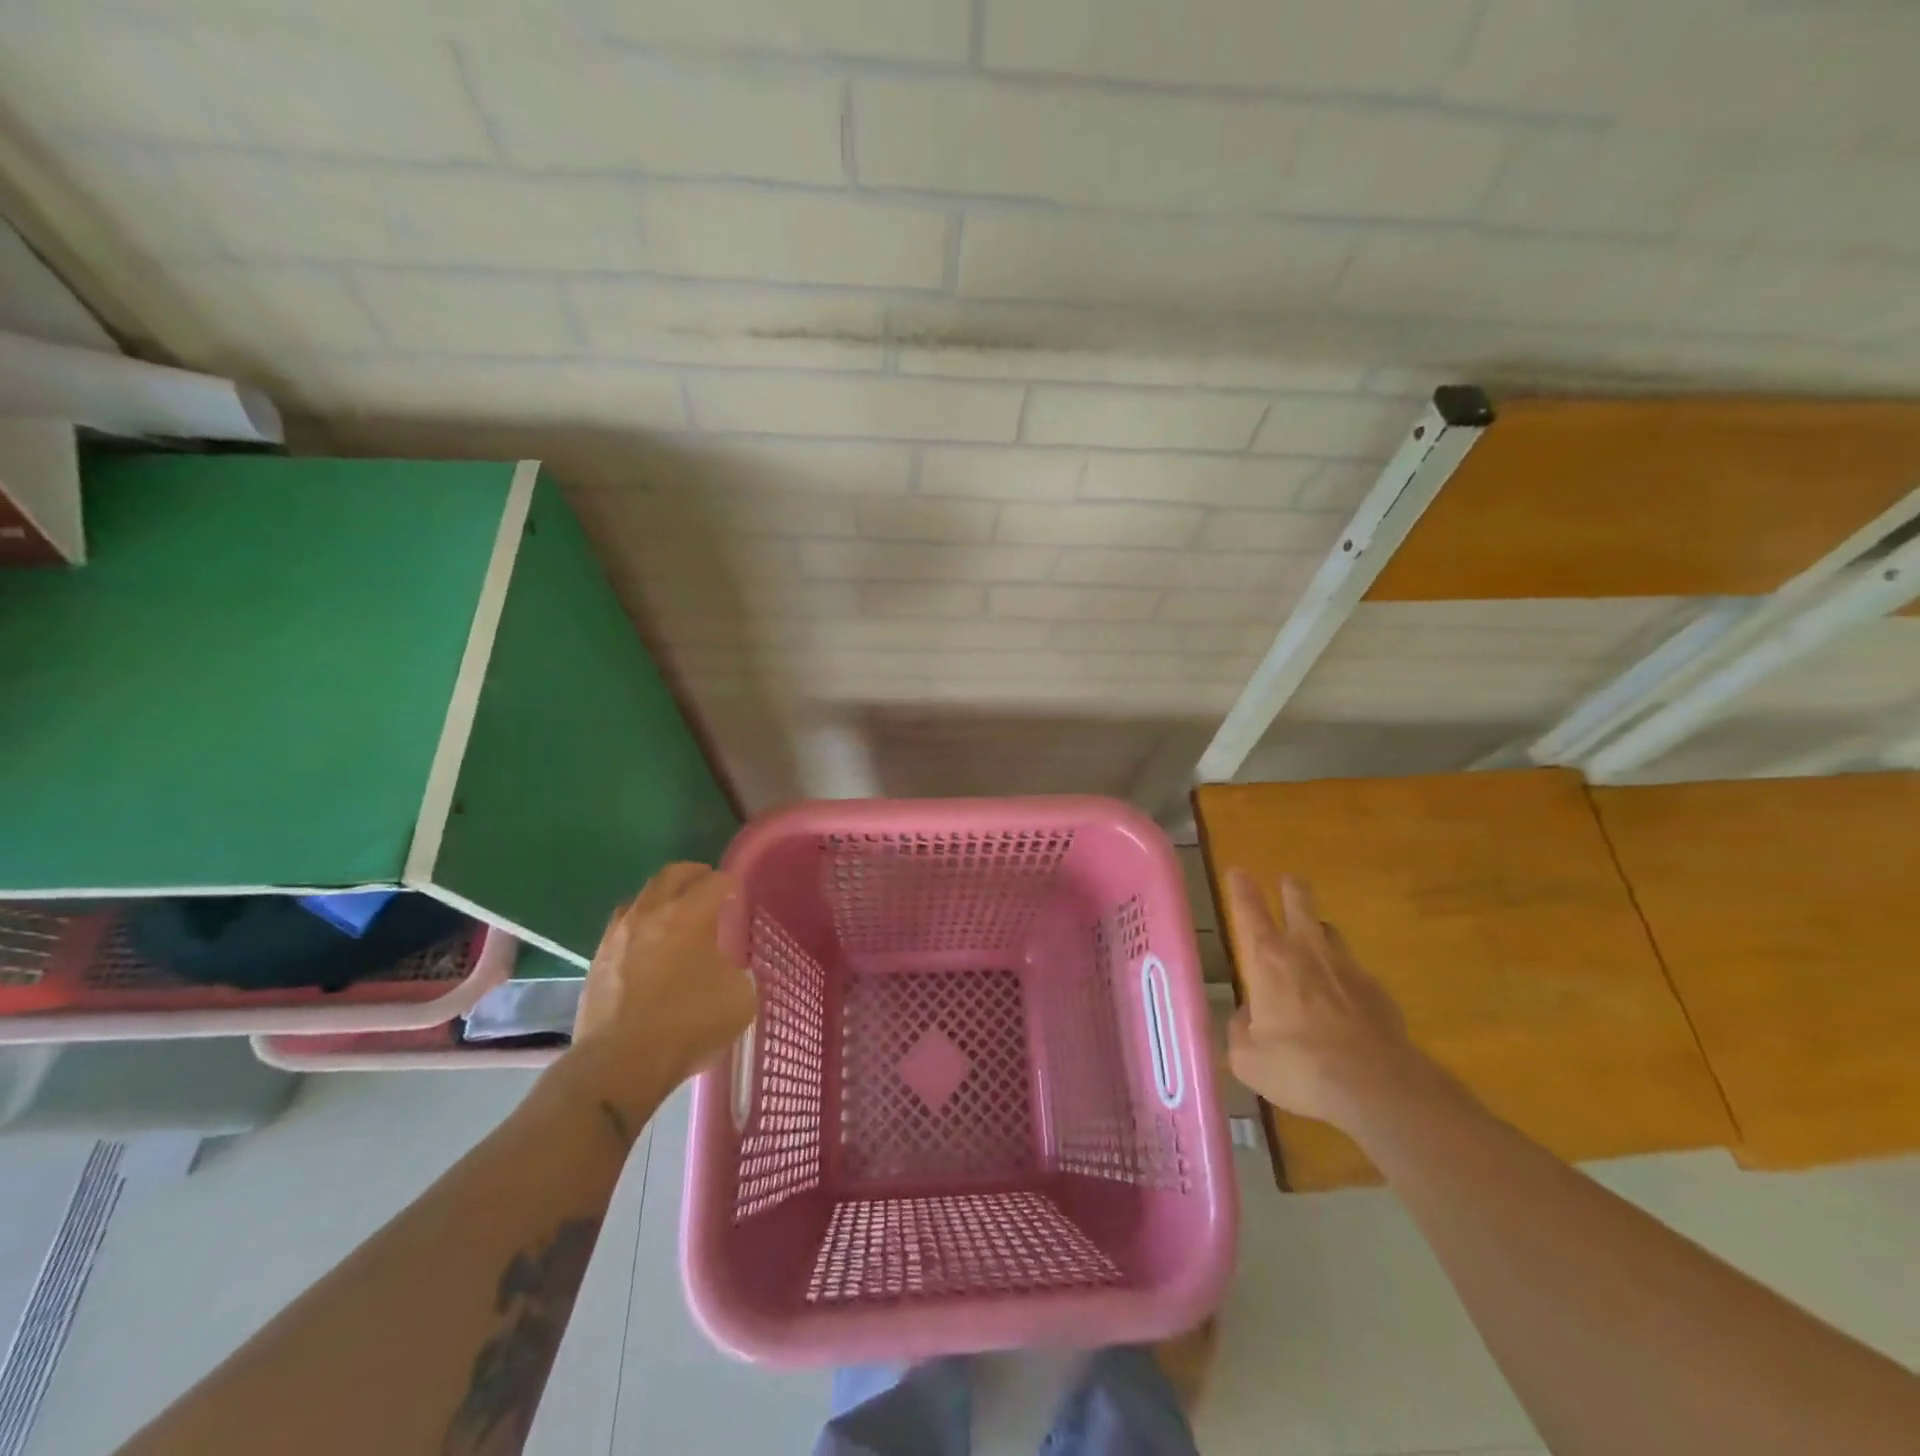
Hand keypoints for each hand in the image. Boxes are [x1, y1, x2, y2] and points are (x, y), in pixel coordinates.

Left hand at [562, 863, 756, 1123]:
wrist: (619, 1063)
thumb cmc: (687, 1024)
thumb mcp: (738, 999)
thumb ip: (737, 973)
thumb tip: (727, 969)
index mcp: (689, 915)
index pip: (714, 883)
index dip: (730, 884)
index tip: (737, 893)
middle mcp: (651, 914)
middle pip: (672, 875)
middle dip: (694, 874)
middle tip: (707, 883)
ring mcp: (619, 935)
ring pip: (642, 897)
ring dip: (662, 897)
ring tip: (675, 912)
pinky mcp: (597, 959)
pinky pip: (622, 926)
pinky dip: (640, 924)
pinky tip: (649, 944)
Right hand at [1223, 869, 1428, 1135]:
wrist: (1374, 1086)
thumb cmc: (1297, 1066)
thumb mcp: (1248, 1058)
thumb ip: (1241, 1030)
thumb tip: (1248, 1017)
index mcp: (1267, 960)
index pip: (1249, 910)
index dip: (1241, 888)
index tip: (1239, 871)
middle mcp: (1306, 952)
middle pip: (1299, 903)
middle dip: (1292, 889)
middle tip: (1289, 882)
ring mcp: (1348, 968)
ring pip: (1331, 932)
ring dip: (1320, 931)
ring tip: (1315, 940)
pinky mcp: (1379, 992)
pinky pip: (1356, 973)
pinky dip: (1346, 979)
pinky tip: (1346, 1002)